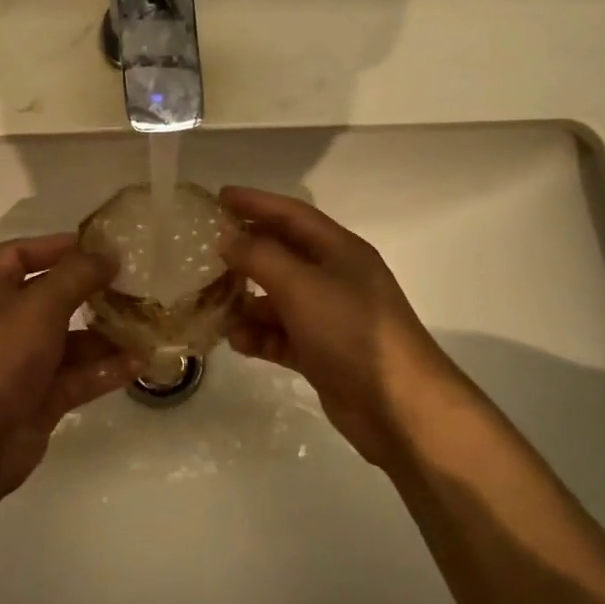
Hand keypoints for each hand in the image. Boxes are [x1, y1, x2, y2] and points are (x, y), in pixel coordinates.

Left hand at [0, 233, 139, 494]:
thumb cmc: (0, 355)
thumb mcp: (40, 304)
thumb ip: (76, 275)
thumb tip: (108, 254)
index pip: (19, 256)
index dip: (54, 246)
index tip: (97, 246)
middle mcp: (7, 324)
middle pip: (53, 299)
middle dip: (91, 292)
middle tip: (133, 284)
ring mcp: (25, 365)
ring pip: (72, 342)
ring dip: (107, 334)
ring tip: (146, 325)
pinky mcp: (42, 399)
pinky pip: (80, 377)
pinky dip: (107, 369)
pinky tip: (140, 363)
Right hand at [219, 187, 477, 468]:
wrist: (398, 407)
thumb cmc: (351, 332)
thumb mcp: (301, 286)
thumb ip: (260, 257)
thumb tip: (227, 238)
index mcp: (339, 251)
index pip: (292, 215)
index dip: (256, 202)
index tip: (219, 196)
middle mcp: (334, 278)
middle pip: (282, 255)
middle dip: (245, 253)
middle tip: (205, 252)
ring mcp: (328, 317)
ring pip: (277, 299)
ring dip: (246, 301)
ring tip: (212, 305)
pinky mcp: (321, 353)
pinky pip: (281, 335)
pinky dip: (259, 336)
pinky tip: (237, 342)